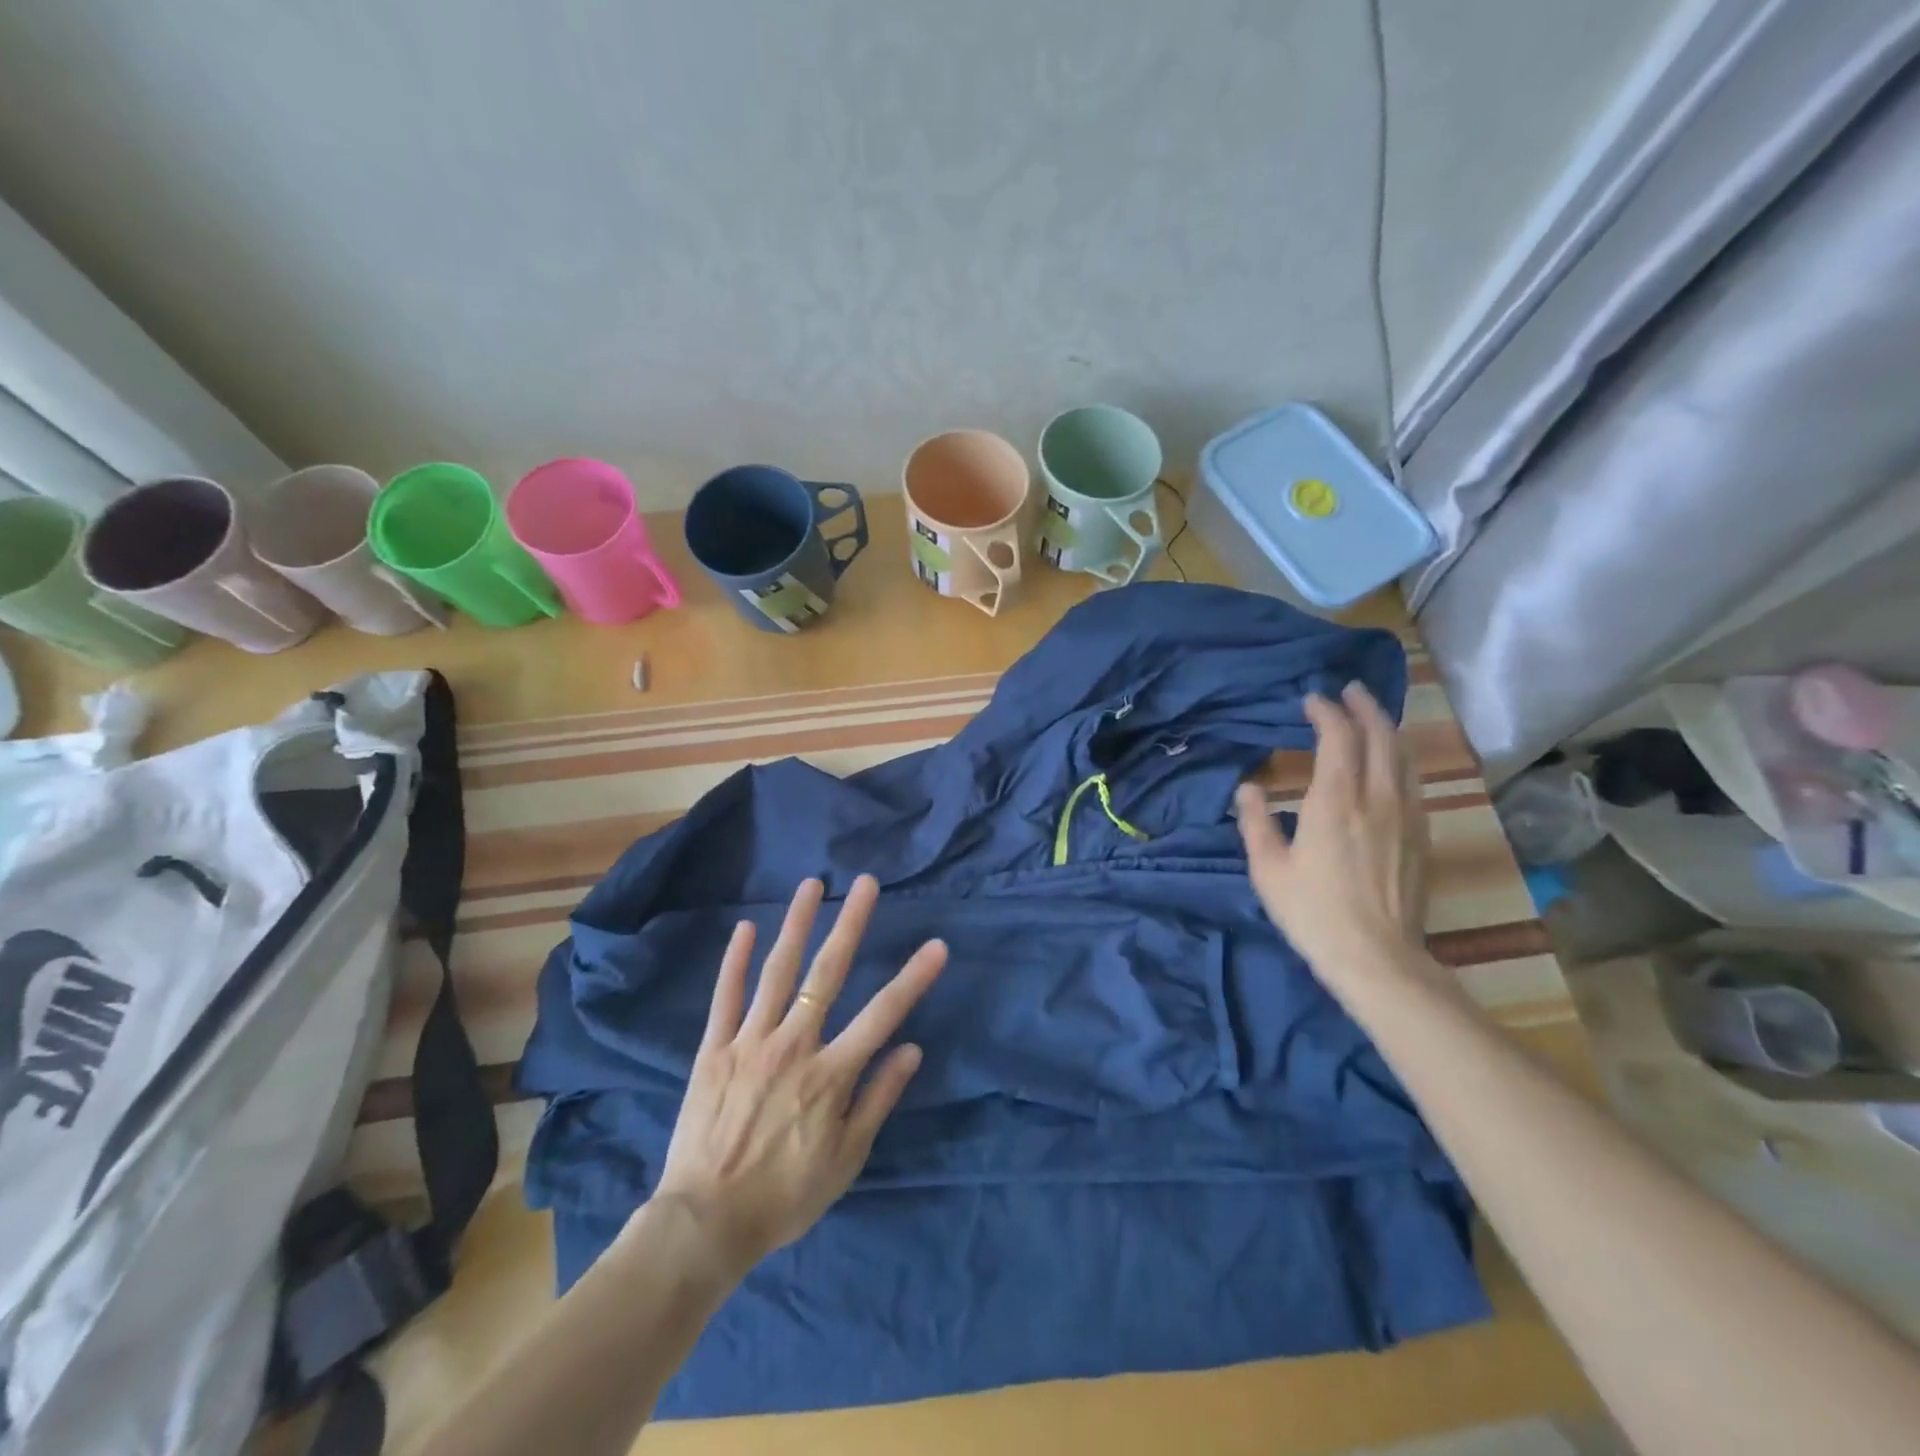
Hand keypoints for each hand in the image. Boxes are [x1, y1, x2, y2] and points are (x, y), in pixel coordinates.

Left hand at [647, 874, 946, 1280]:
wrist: (706, 1223)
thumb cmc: (785, 1196)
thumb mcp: (846, 1159)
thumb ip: (878, 1099)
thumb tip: (911, 1049)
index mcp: (830, 1073)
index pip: (883, 1014)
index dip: (913, 978)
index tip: (937, 944)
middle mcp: (794, 1044)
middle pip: (828, 973)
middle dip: (850, 924)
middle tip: (865, 883)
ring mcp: (750, 1042)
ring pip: (777, 972)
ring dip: (796, 924)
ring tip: (810, 885)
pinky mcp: (714, 1049)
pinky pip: (725, 997)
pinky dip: (736, 961)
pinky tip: (746, 928)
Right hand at [1235, 684, 1432, 992]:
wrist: (1377, 957)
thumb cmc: (1312, 912)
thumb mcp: (1268, 869)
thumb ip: (1256, 822)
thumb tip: (1248, 788)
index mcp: (1335, 800)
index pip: (1337, 737)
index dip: (1325, 712)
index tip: (1311, 701)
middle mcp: (1376, 797)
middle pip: (1379, 736)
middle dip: (1364, 707)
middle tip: (1349, 691)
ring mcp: (1406, 815)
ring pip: (1403, 756)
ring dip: (1386, 729)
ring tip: (1371, 717)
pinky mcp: (1422, 836)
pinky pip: (1413, 781)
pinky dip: (1400, 758)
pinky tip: (1393, 764)